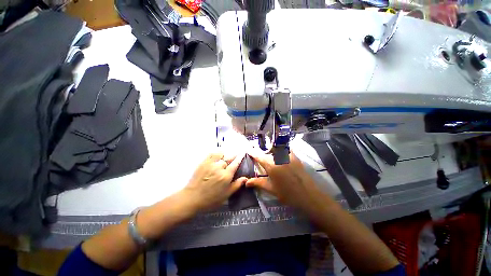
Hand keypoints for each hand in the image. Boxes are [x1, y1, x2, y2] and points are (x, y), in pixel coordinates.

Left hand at [182, 151, 246, 210]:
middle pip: (229, 157)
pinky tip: (217, 156)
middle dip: (233, 156)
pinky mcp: (203, 162)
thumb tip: (246, 178)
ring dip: (224, 155)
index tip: (242, 153)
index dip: (240, 158)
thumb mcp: (226, 194)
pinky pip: (211, 154)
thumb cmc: (211, 199)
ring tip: (225, 158)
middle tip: (235, 156)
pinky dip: (216, 154)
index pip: (235, 163)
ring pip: (221, 154)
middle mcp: (219, 167)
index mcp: (226, 175)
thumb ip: (237, 185)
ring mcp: (211, 164)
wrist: (192, 198)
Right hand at [246, 151, 319, 210]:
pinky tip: (280, 154)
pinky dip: (281, 149)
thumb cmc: (288, 194)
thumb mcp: (271, 189)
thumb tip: (246, 182)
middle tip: (259, 155)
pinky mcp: (295, 156)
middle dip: (262, 152)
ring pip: (276, 149)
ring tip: (269, 154)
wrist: (308, 195)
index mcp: (272, 166)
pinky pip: (285, 149)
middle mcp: (279, 158)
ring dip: (271, 150)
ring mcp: (288, 156)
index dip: (253, 152)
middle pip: (267, 152)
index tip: (248, 148)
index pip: (259, 157)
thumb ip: (258, 183)